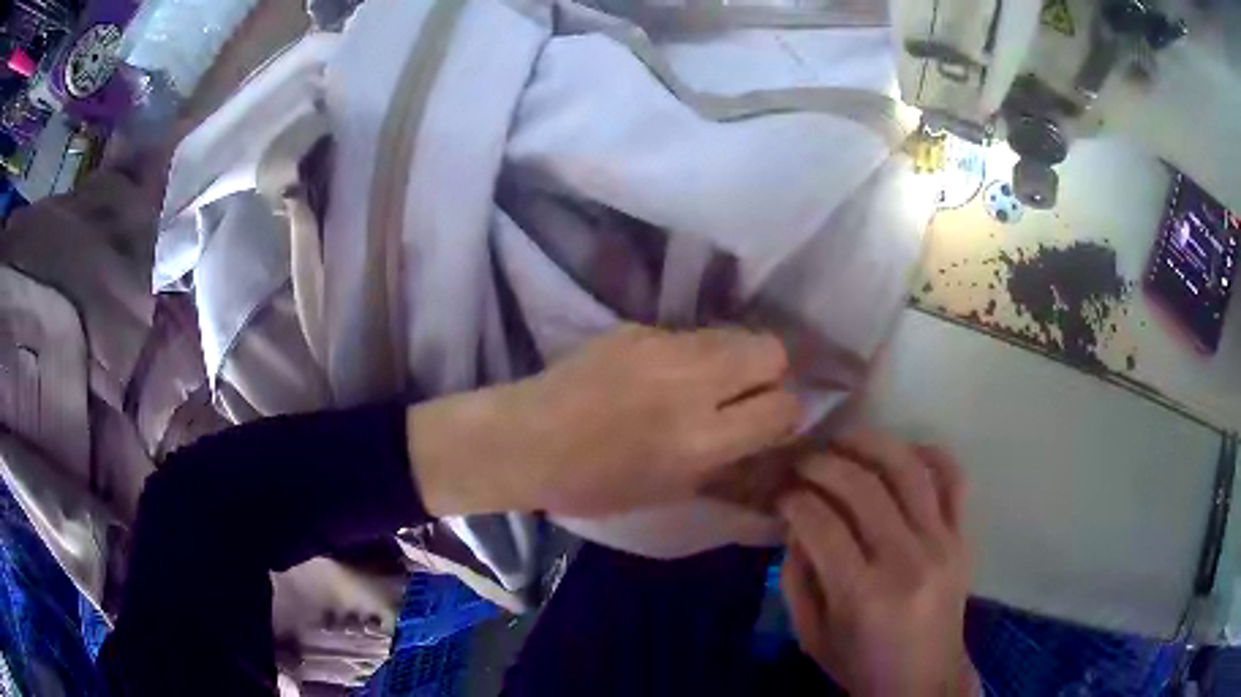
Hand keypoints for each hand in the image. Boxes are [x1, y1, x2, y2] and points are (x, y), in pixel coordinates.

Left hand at [408, 325, 800, 516]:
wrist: (526, 441)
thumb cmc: (595, 485)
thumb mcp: (672, 491)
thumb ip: (728, 462)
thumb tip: (770, 437)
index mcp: (701, 439)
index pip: (782, 407)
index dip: (783, 417)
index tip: (768, 424)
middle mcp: (691, 383)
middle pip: (771, 349)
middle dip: (771, 373)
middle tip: (746, 394)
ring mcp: (662, 346)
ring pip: (734, 333)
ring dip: (735, 358)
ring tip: (707, 381)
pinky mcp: (637, 327)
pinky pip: (689, 334)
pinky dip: (691, 353)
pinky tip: (662, 374)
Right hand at [778, 431, 977, 696]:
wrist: (924, 682)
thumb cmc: (861, 665)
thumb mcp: (811, 635)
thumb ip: (796, 579)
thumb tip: (796, 523)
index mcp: (862, 595)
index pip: (822, 524)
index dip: (794, 500)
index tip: (782, 495)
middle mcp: (906, 560)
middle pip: (862, 488)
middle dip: (824, 464)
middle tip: (804, 462)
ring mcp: (942, 544)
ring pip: (908, 470)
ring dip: (871, 444)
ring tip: (845, 441)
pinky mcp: (964, 538)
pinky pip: (954, 479)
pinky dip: (929, 453)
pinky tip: (903, 451)